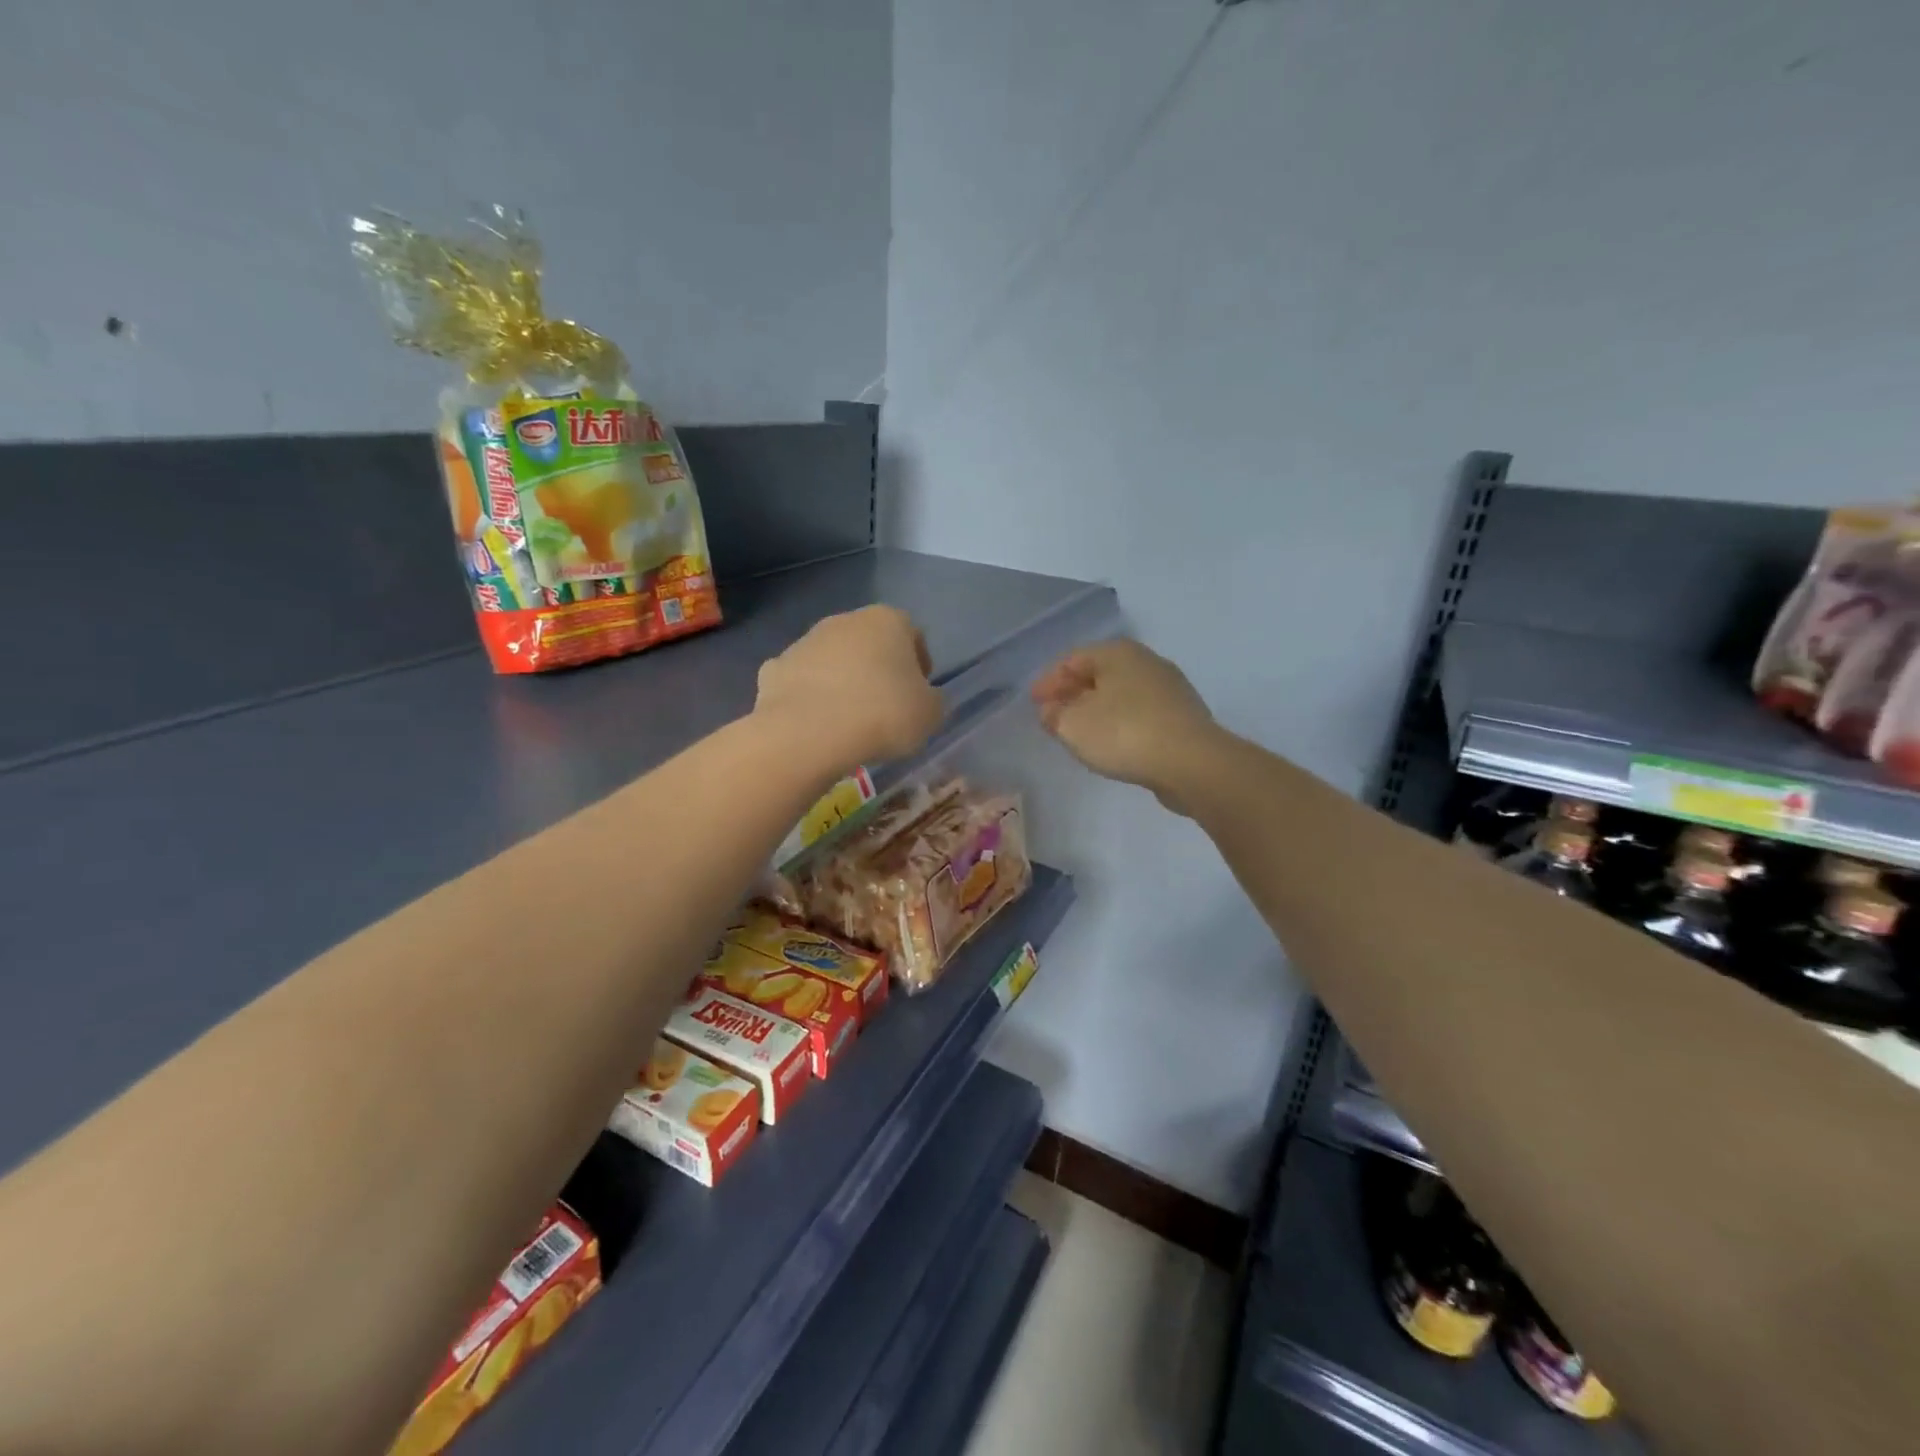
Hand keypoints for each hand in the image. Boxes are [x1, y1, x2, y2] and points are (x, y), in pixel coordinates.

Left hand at [756, 606, 943, 772]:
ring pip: (832, 660)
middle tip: (885, 707)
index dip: (919, 664)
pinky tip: (816, 724)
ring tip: (849, 720)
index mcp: (887, 621)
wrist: (808, 733)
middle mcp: (844, 621)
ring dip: (842, 681)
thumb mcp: (930, 714)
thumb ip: (932, 701)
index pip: (913, 635)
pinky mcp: (774, 669)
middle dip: (877, 669)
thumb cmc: (882, 715)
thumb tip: (922, 699)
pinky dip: (808, 697)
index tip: (919, 694)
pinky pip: (801, 682)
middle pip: (869, 643)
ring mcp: (805, 642)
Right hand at [1031, 639, 1221, 806]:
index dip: (1048, 681)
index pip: (1072, 659)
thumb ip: (1054, 715)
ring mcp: (1169, 688)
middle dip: (1073, 693)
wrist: (1192, 762)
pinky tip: (1112, 742)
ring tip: (1080, 731)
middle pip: (1099, 674)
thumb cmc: (1124, 733)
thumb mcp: (1072, 725)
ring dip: (1097, 709)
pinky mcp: (1183, 717)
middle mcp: (1146, 661)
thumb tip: (1052, 711)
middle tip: (1054, 715)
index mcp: (1117, 653)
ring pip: (1121, 694)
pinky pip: (1140, 713)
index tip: (1033, 703)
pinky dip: (1119, 722)